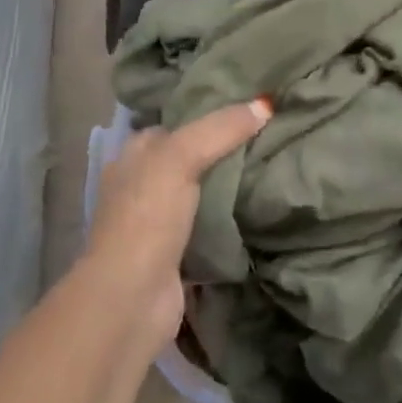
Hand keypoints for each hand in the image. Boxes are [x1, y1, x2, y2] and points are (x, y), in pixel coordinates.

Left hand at [85, 100, 270, 352]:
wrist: (131, 299)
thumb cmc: (147, 216)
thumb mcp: (181, 157)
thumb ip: (220, 129)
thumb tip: (265, 104)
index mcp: (134, 155)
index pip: (175, 125)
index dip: (208, 115)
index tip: (249, 110)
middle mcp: (140, 185)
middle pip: (188, 159)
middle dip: (221, 152)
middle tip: (268, 139)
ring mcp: (155, 223)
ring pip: (198, 194)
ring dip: (226, 188)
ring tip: (270, 169)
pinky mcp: (173, 256)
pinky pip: (206, 228)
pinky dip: (227, 222)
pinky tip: (256, 213)